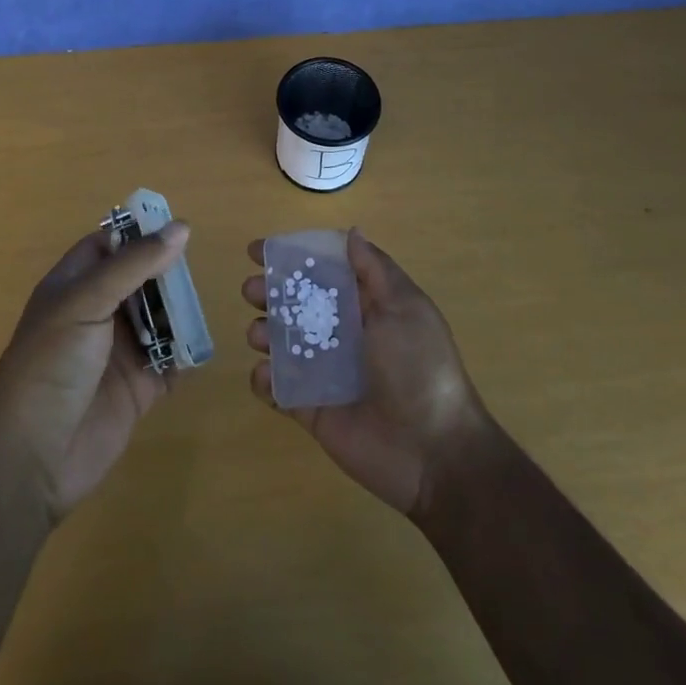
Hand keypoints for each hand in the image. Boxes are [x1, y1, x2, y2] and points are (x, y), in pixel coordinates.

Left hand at [0, 222, 186, 523]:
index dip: (139, 234)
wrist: (32, 456)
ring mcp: (119, 352)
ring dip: (180, 313)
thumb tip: (181, 228)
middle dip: (167, 274)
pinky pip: (171, 362)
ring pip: (159, 319)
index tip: (178, 227)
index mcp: (74, 286)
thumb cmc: (52, 363)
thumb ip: (135, 263)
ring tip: (203, 305)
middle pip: (141, 280)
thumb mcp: (87, 300)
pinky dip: (186, 354)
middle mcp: (97, 314)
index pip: (109, 246)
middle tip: (196, 269)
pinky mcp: (138, 388)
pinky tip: (201, 345)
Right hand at [243, 228, 489, 515]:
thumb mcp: (405, 308)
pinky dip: (264, 380)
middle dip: (268, 292)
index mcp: (365, 306)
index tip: (257, 250)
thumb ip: (374, 269)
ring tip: (259, 335)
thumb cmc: (419, 368)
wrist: (433, 452)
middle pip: (295, 304)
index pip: (322, 273)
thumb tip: (351, 233)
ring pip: (281, 342)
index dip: (291, 259)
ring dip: (263, 332)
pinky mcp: (310, 408)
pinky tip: (266, 375)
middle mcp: (342, 334)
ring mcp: (323, 372)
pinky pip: (278, 388)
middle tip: (252, 291)